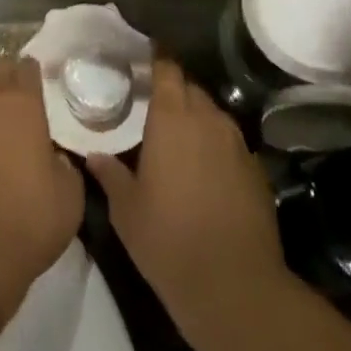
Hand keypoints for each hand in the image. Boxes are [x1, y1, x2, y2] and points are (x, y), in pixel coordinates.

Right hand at [86, 62, 291, 350]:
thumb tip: (94, 155)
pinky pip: (231, 144)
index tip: (141, 65)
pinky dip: (217, 149)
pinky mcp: (257, 171)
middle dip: (174, 93)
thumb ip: (110, 174)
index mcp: (172, 117)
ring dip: (196, 120)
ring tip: (179, 142)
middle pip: (190, 89)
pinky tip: (206, 175)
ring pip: (213, 115)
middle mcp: (207, 119)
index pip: (167, 68)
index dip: (155, 62)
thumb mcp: (127, 210)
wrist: (237, 289)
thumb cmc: (170, 240)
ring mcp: (237, 144)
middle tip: (153, 110)